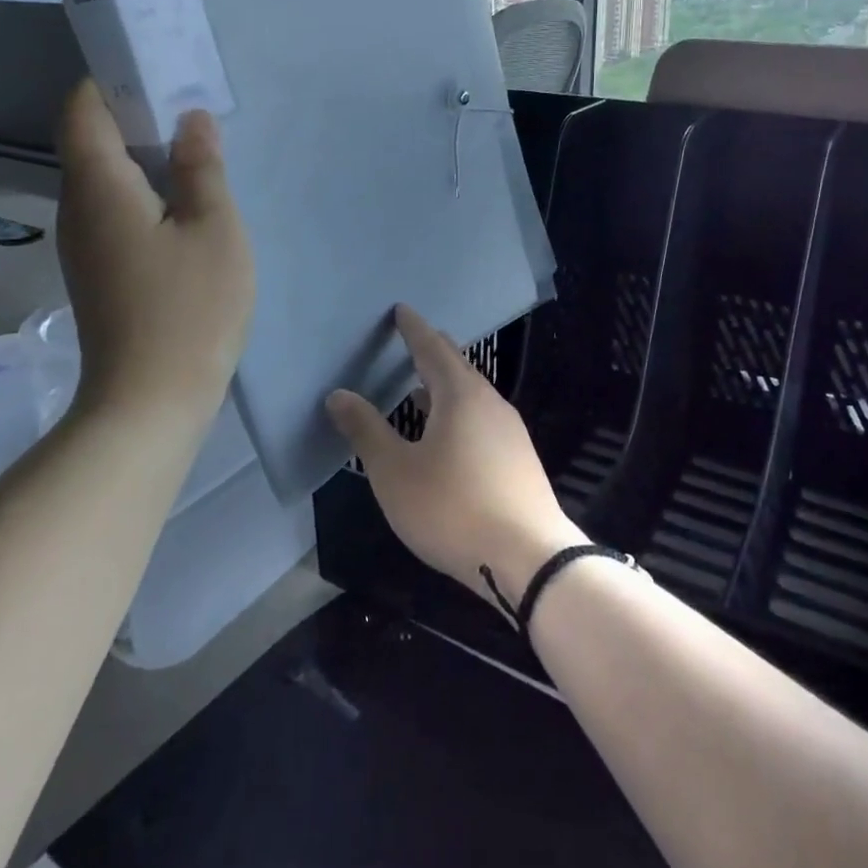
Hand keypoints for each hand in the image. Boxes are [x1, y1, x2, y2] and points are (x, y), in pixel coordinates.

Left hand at [55, 81, 252, 420]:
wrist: (150, 400)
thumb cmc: (189, 308)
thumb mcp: (214, 229)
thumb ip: (203, 168)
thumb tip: (191, 119)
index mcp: (99, 187)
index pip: (82, 110)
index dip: (110, 80)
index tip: (156, 69)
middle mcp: (77, 209)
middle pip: (91, 141)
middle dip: (135, 115)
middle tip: (192, 107)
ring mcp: (83, 245)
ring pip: (105, 180)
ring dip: (143, 157)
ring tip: (196, 151)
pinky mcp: (97, 272)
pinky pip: (113, 211)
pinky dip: (143, 193)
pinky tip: (185, 205)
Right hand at [325, 305, 585, 620]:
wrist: (528, 557)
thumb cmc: (452, 508)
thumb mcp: (395, 472)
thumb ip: (366, 430)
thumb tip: (339, 395)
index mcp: (460, 395)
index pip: (433, 348)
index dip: (414, 329)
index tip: (402, 310)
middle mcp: (490, 403)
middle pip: (458, 367)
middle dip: (433, 352)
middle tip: (412, 340)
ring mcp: (511, 431)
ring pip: (473, 395)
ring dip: (446, 386)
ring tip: (421, 388)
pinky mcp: (519, 458)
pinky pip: (483, 418)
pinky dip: (459, 411)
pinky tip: (449, 435)